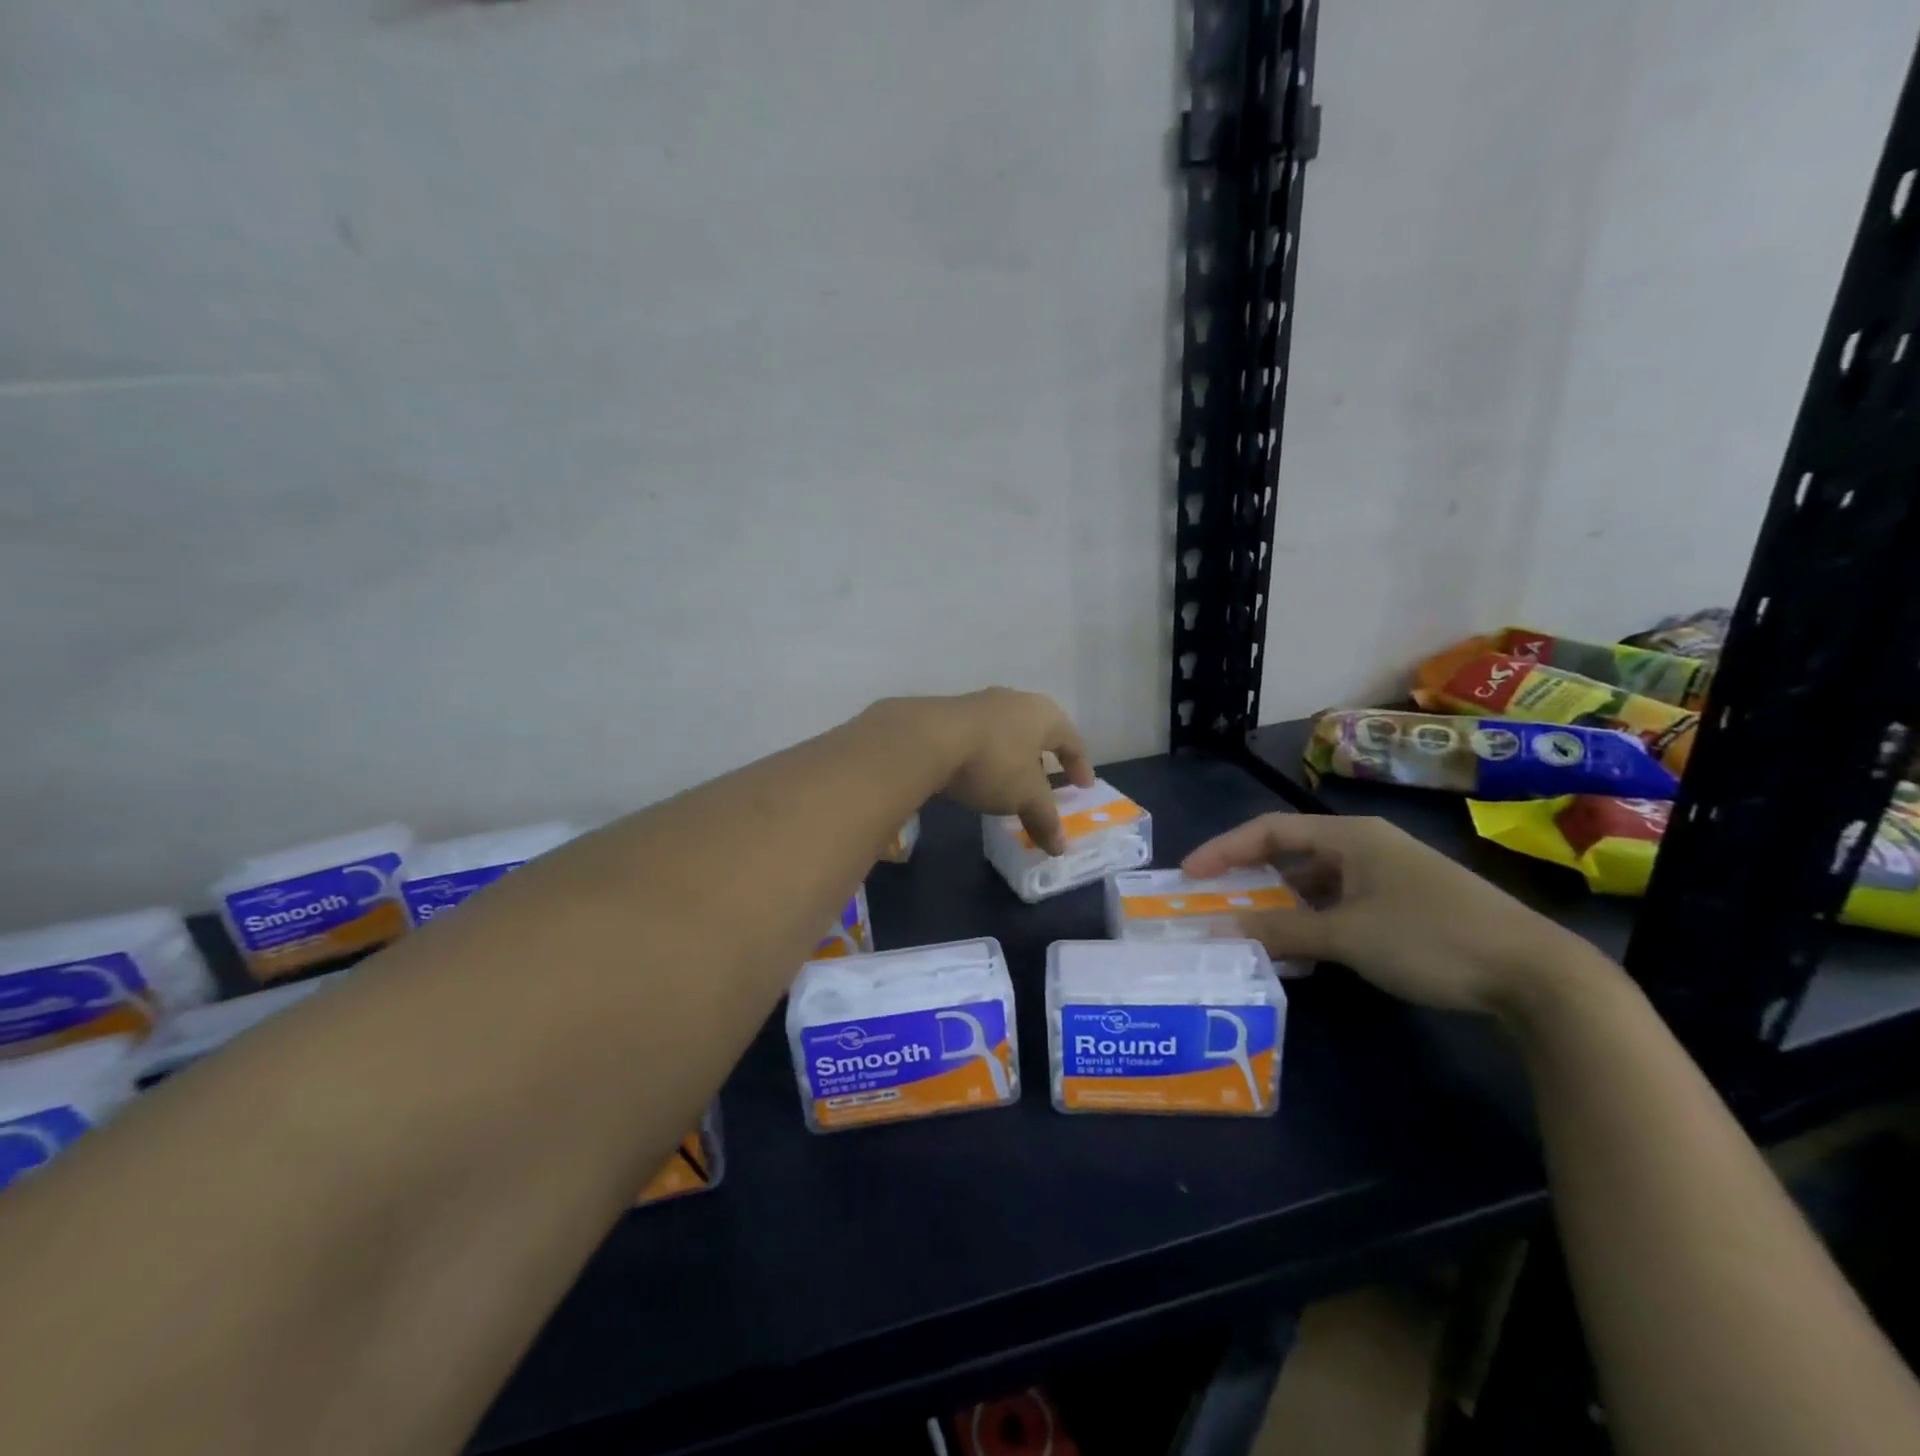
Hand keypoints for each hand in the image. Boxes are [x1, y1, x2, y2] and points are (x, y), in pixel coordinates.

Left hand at [888, 689, 1093, 854]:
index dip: (1080, 765)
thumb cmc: (992, 762)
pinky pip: (979, 736)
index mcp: (1044, 715)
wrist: (926, 739)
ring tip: (1011, 781)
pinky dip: (986, 756)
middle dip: (1045, 759)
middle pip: (1038, 731)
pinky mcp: (949, 713)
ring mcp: (980, 703)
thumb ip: (1044, 819)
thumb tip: (1060, 847)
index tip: (1083, 787)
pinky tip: (977, 774)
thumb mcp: (1025, 796)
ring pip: (1007, 732)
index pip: (1072, 740)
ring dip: (1013, 757)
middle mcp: (1015, 701)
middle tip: (1048, 783)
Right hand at [1182, 814, 1601, 1016]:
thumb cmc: (1432, 939)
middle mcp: (1367, 845)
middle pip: (1292, 853)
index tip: (1190, 875)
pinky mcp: (1407, 903)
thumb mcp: (1348, 936)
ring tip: (1251, 930)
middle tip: (1215, 902)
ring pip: (1317, 881)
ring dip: (1282, 904)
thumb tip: (1221, 930)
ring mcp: (1390, 874)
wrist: (1538, 976)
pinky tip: (1303, 949)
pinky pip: (1342, 902)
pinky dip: (1314, 920)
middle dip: (1250, 878)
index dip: (1225, 848)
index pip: (1270, 830)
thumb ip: (1282, 932)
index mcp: (1351, 836)